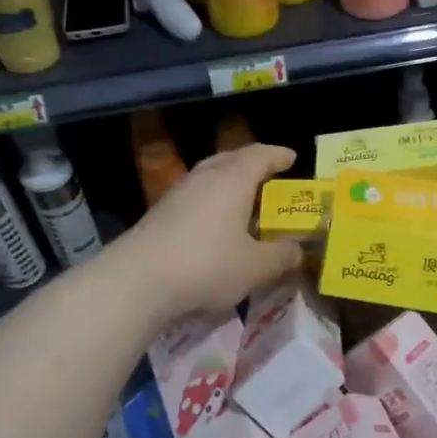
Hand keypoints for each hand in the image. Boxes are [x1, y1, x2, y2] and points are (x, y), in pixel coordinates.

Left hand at [113, 143, 304, 324]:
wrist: (138, 281)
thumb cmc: (207, 265)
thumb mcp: (256, 267)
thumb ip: (281, 256)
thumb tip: (297, 249)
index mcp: (232, 180)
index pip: (260, 155)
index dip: (278, 155)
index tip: (292, 157)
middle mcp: (204, 178)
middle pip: (230, 160)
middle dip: (251, 165)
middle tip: (269, 176)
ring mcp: (177, 195)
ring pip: (209, 179)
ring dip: (229, 186)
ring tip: (244, 203)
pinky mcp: (159, 216)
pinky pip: (195, 199)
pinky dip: (211, 205)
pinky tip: (216, 227)